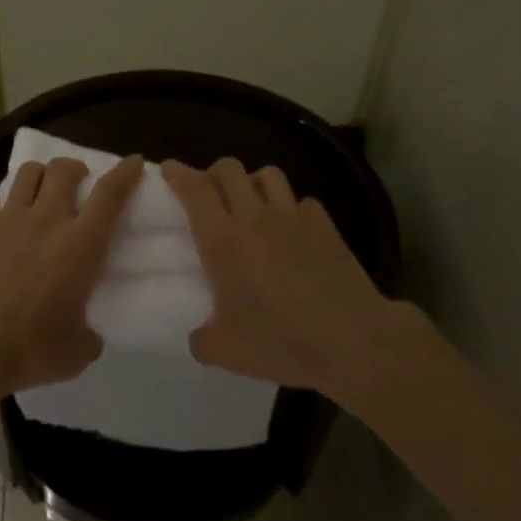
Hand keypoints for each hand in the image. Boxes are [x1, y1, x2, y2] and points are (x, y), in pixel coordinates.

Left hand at [0, 155, 142, 400]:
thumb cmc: (28, 349)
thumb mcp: (76, 352)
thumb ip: (89, 335)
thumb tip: (88, 333)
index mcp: (80, 245)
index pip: (109, 194)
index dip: (125, 173)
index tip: (134, 162)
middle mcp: (47, 219)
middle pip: (65, 168)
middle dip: (75, 168)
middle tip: (78, 183)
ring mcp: (9, 218)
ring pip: (29, 172)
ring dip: (41, 177)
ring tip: (41, 194)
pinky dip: (3, 211)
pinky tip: (2, 231)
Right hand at [163, 157, 391, 395]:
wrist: (351, 339)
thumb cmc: (281, 341)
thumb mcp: (226, 352)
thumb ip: (202, 339)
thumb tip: (198, 336)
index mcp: (223, 240)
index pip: (194, 188)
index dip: (178, 172)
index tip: (168, 169)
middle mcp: (254, 217)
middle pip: (229, 168)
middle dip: (214, 173)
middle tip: (210, 195)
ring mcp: (292, 215)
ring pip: (267, 174)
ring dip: (253, 183)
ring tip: (252, 205)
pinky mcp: (324, 223)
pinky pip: (302, 201)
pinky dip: (292, 209)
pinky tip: (293, 232)